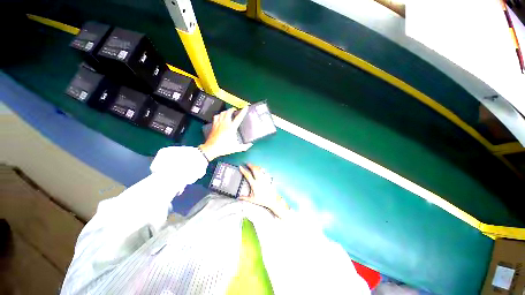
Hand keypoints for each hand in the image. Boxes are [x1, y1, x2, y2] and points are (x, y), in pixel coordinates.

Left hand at [199, 107, 252, 160]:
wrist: (211, 149)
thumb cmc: (224, 148)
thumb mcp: (236, 148)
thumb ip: (244, 146)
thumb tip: (250, 145)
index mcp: (231, 128)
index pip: (238, 118)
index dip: (243, 112)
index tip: (246, 107)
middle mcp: (225, 124)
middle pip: (228, 112)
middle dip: (232, 109)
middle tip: (235, 110)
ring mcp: (218, 124)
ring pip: (222, 113)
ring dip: (226, 111)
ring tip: (228, 112)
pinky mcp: (213, 125)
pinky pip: (216, 116)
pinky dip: (219, 115)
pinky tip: (220, 117)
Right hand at [239, 164, 288, 217]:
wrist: (272, 199)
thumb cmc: (262, 200)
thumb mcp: (252, 199)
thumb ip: (245, 198)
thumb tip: (239, 197)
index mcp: (254, 184)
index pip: (248, 175)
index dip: (243, 170)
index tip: (241, 167)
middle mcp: (259, 180)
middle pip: (254, 169)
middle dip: (250, 165)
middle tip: (247, 163)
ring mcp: (264, 178)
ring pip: (259, 169)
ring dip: (255, 166)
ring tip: (253, 165)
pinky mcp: (268, 179)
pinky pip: (264, 172)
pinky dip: (261, 169)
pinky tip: (260, 169)